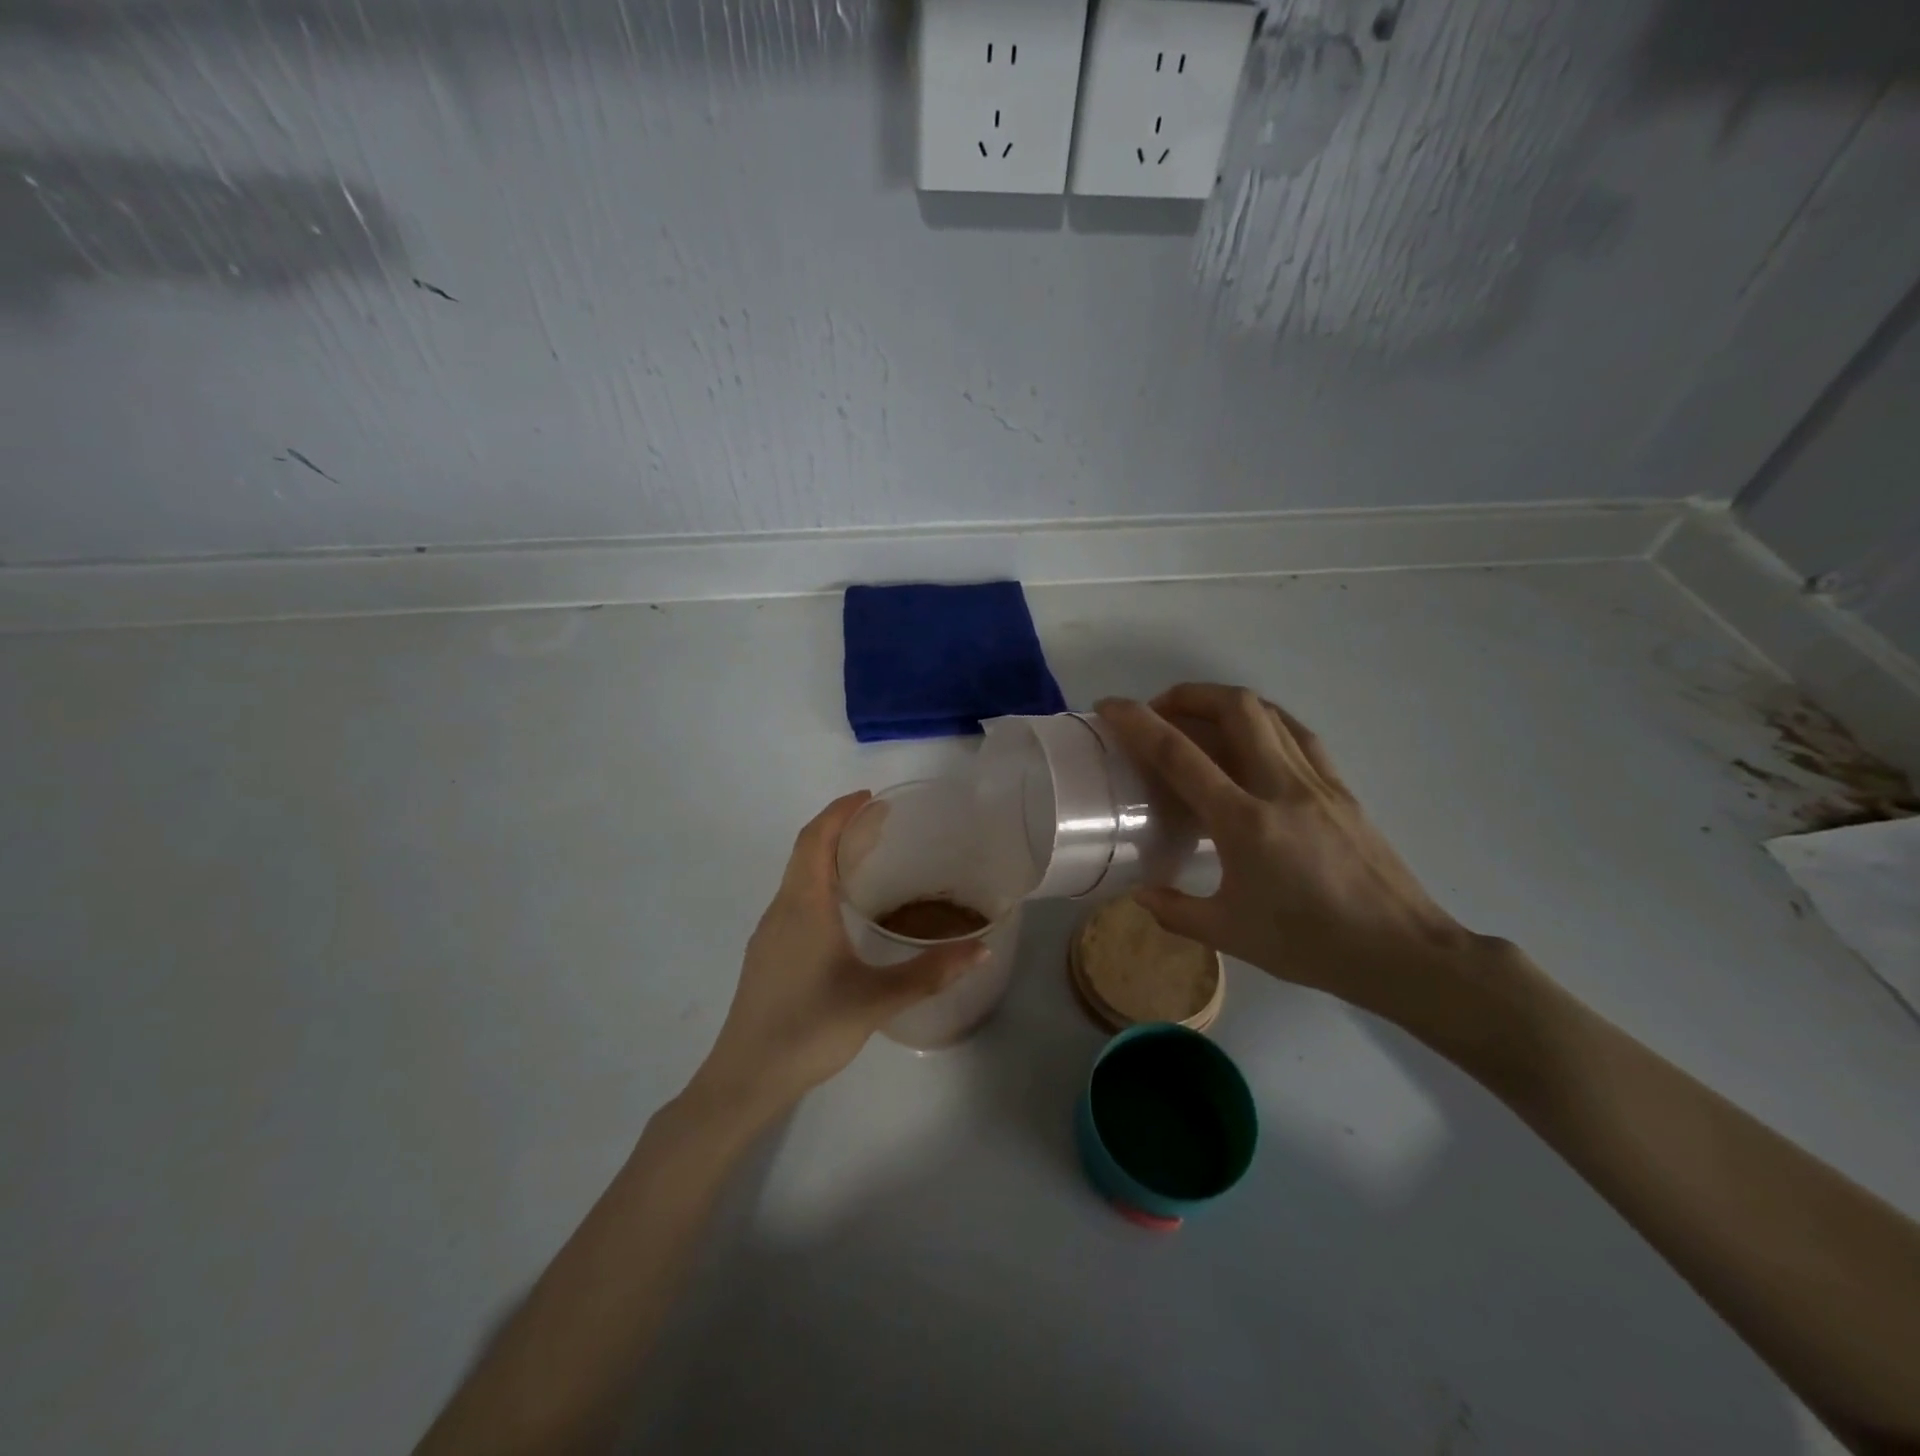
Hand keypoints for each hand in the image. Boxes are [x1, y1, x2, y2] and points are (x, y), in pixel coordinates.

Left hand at [689, 792, 983, 1115]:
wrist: (746, 1077)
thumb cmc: (810, 1028)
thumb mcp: (877, 1000)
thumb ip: (931, 974)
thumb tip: (982, 949)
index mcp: (803, 906)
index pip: (815, 839)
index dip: (839, 812)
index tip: (870, 799)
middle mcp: (781, 910)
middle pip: (806, 852)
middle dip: (840, 829)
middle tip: (881, 823)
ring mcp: (769, 933)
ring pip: (798, 877)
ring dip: (828, 857)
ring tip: (867, 858)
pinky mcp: (767, 955)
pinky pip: (794, 900)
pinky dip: (819, 884)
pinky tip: (842, 911)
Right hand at [1097, 684, 1488, 1022]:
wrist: (1402, 952)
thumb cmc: (1310, 944)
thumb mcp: (1230, 934)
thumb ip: (1176, 911)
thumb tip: (1141, 895)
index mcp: (1244, 821)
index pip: (1178, 755)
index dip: (1137, 722)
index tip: (1109, 706)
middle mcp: (1280, 786)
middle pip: (1234, 707)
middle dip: (1189, 694)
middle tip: (1161, 711)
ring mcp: (1317, 781)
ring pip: (1269, 712)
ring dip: (1226, 702)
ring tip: (1200, 719)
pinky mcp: (1341, 788)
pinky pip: (1297, 734)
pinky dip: (1265, 721)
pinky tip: (1253, 740)